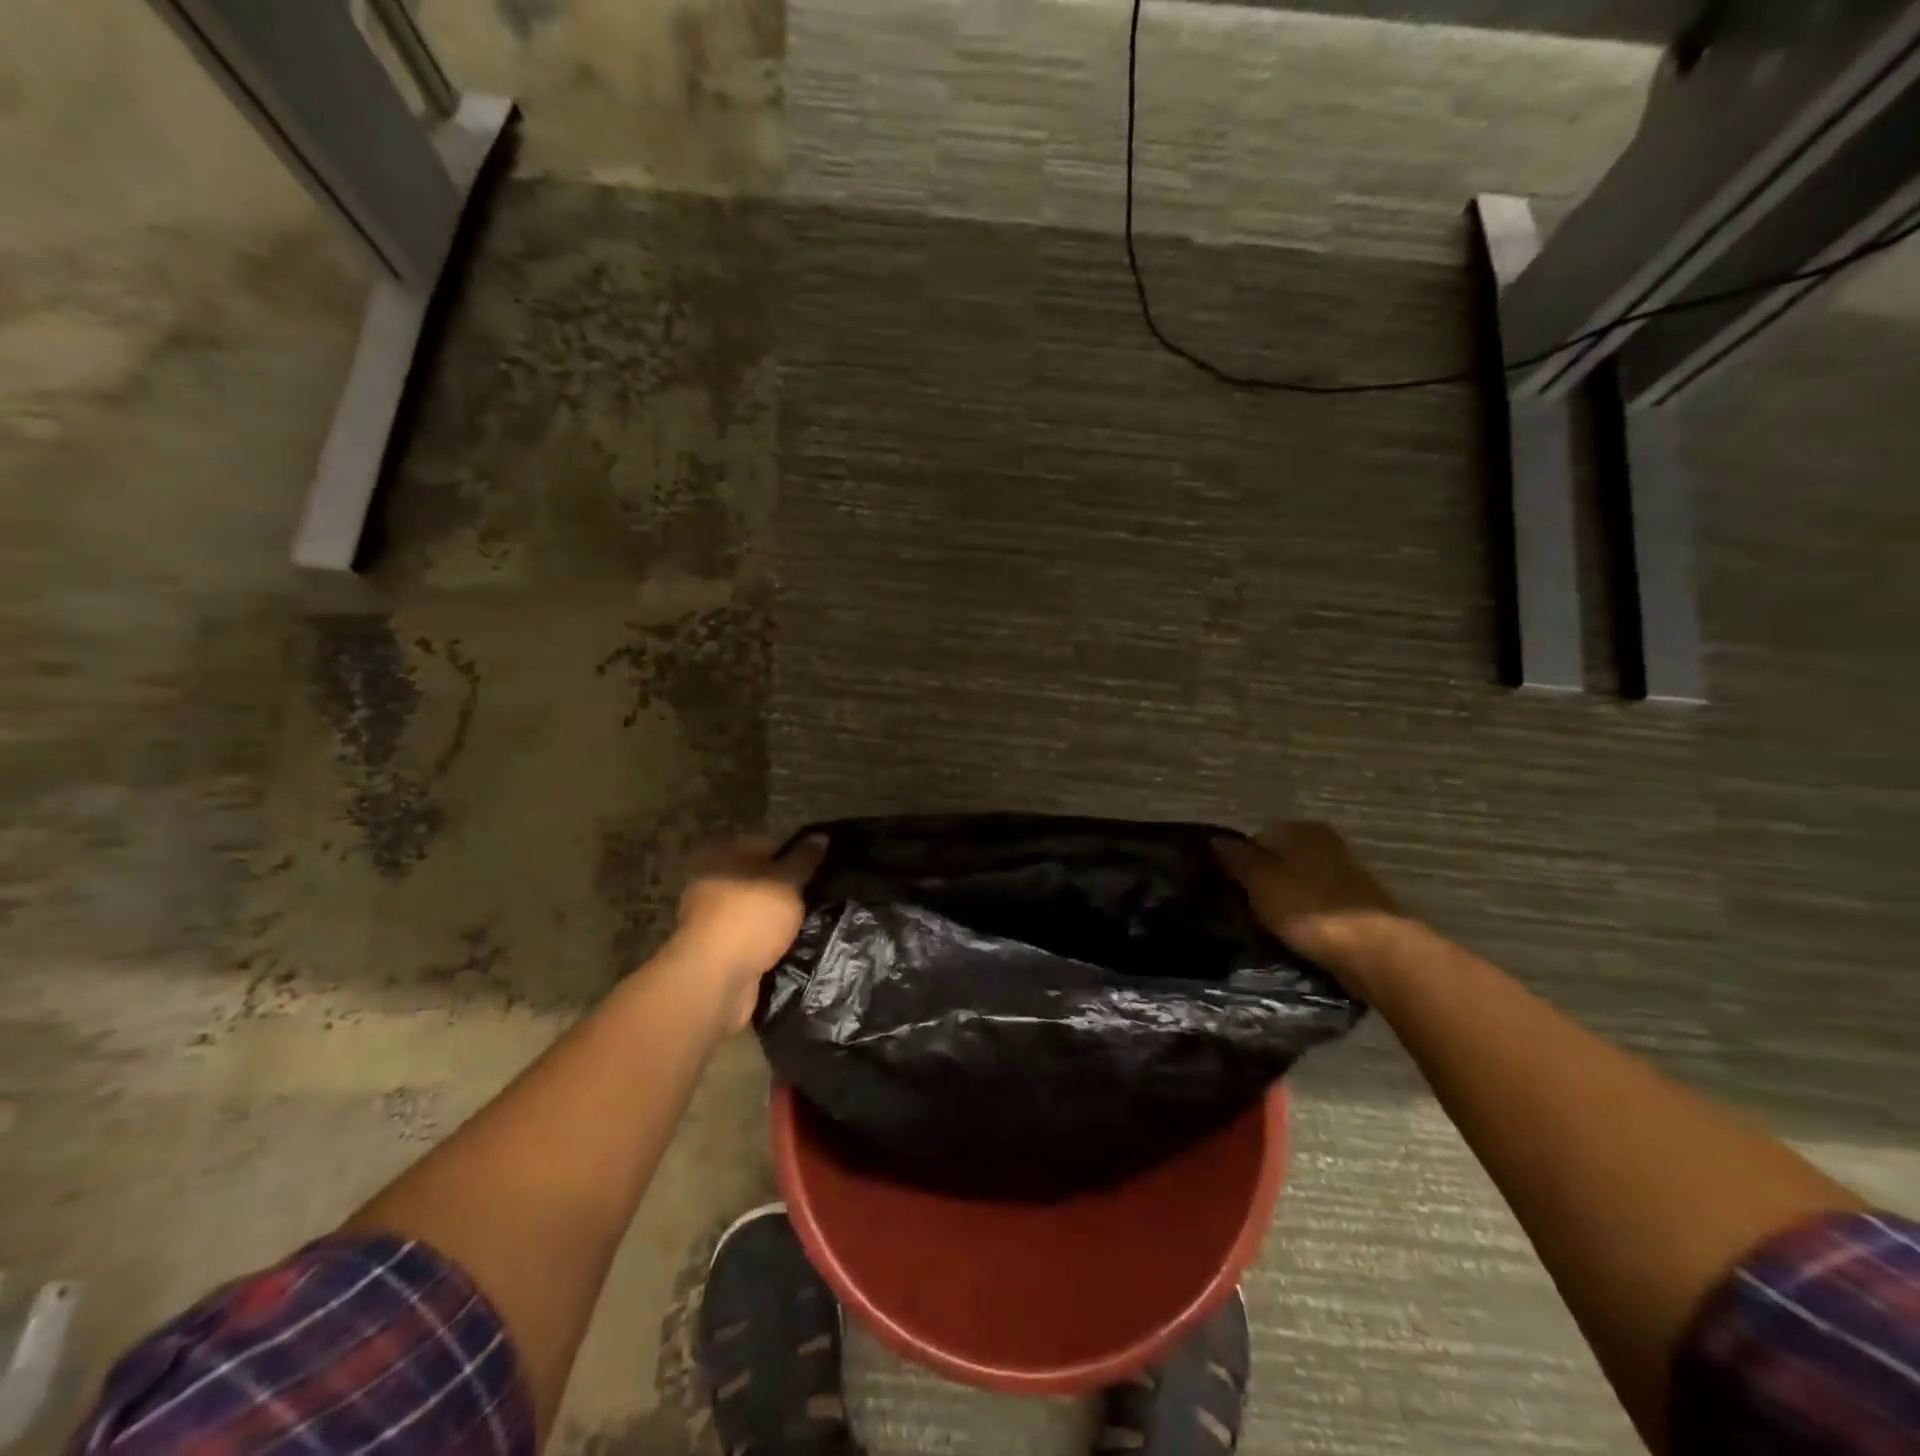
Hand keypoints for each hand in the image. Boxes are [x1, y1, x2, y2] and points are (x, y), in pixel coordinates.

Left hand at [667, 835, 825, 1031]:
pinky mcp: (717, 950)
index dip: (798, 857)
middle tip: (820, 900)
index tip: (822, 872)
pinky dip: (769, 943)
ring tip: (813, 926)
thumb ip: (804, 858)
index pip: (770, 846)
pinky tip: (793, 948)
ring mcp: (711, 917)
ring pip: (758, 911)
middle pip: (763, 879)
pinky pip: (752, 938)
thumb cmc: (751, 917)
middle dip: (790, 891)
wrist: (714, 980)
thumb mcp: (786, 881)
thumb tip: (820, 836)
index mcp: (723, 854)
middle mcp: (712, 881)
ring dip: (780, 920)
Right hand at [1214, 822, 1405, 991]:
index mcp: (1301, 829)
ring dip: (1284, 901)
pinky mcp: (1358, 904)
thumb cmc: (1308, 908)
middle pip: (1278, 860)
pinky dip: (1305, 917)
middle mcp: (1325, 843)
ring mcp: (1345, 873)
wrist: (1375, 950)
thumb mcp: (1259, 880)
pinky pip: (1317, 905)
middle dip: (1262, 882)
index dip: (1238, 864)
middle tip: (1245, 911)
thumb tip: (1215, 839)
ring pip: (1298, 883)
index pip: (1255, 839)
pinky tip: (1296, 936)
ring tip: (1268, 928)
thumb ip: (1236, 858)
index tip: (1229, 891)